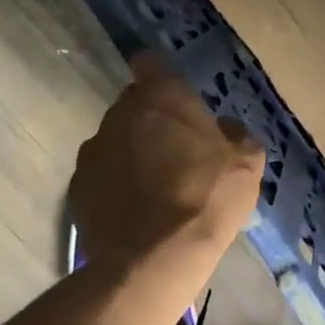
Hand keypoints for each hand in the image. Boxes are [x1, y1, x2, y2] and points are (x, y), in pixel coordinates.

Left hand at [70, 53, 264, 283]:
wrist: (152, 260)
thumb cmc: (206, 196)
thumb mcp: (246, 164)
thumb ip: (237, 136)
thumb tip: (225, 128)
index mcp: (162, 97)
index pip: (151, 63)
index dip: (161, 75)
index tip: (175, 94)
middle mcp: (120, 113)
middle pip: (133, 103)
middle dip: (151, 117)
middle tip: (177, 146)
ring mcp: (94, 151)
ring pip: (116, 138)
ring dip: (132, 150)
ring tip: (155, 183)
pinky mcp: (77, 188)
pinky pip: (102, 173)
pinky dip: (116, 182)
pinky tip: (136, 208)